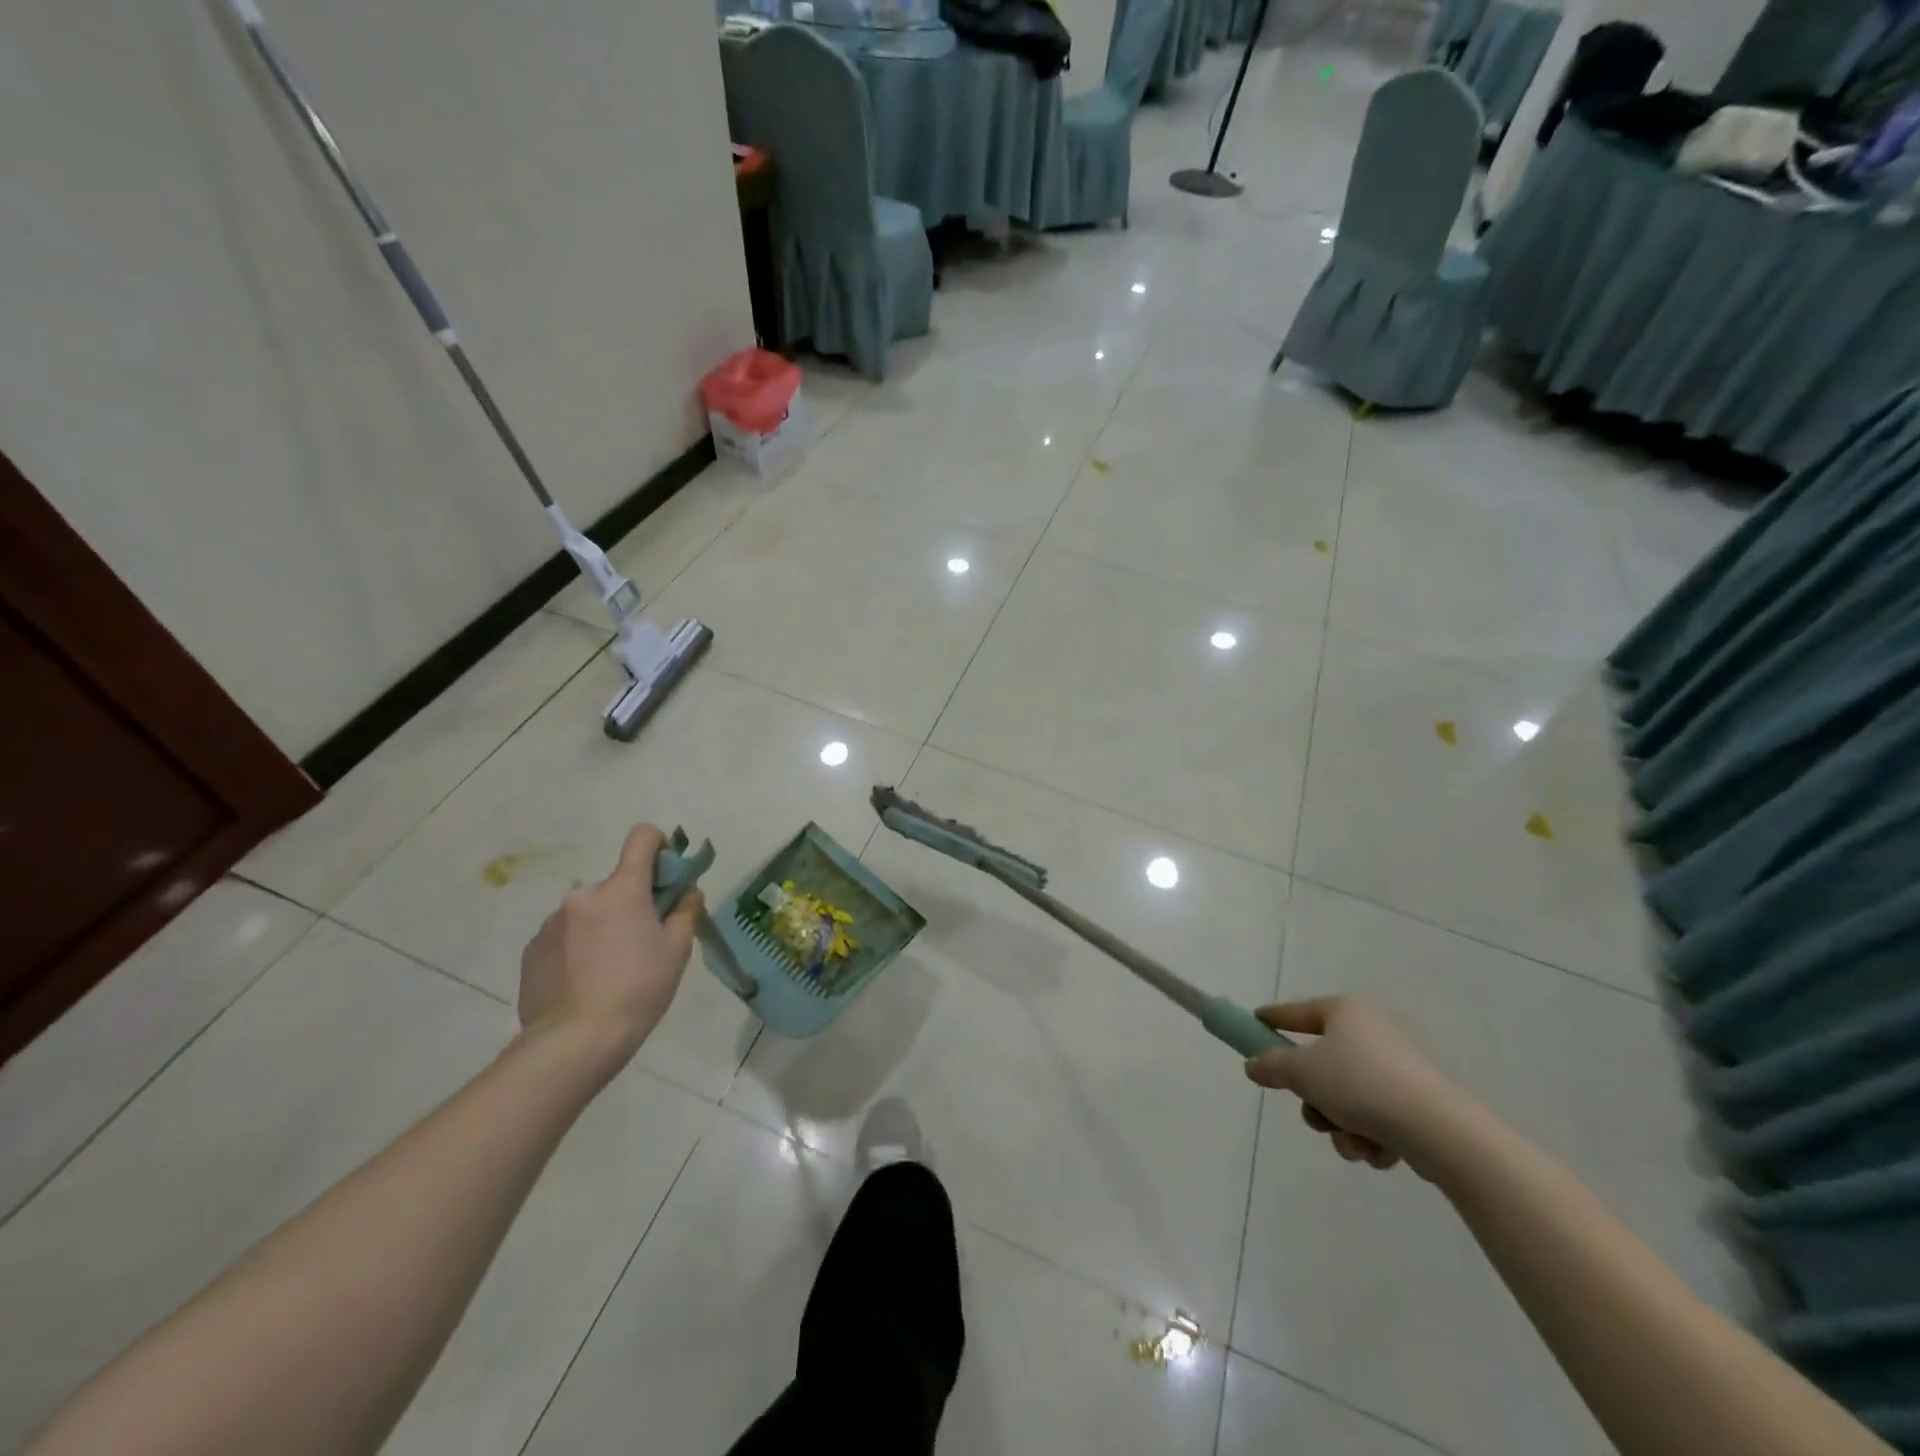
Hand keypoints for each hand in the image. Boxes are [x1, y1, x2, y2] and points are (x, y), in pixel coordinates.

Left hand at [517, 824, 702, 1058]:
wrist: (575, 1041)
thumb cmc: (638, 989)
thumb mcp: (677, 951)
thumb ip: (685, 912)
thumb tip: (687, 893)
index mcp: (622, 889)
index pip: (642, 838)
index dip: (659, 845)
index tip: (666, 873)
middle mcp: (583, 896)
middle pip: (616, 885)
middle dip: (631, 903)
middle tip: (642, 942)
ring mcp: (552, 922)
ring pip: (589, 913)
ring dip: (602, 927)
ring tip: (609, 971)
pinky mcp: (532, 950)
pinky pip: (564, 937)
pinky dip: (577, 949)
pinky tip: (583, 983)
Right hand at [1243, 997, 1471, 1176]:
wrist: (1440, 1131)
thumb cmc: (1361, 1086)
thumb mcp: (1302, 1073)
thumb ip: (1271, 1065)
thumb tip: (1253, 1064)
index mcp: (1345, 1012)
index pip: (1297, 1012)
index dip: (1272, 1019)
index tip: (1254, 1023)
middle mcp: (1372, 1031)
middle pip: (1321, 1063)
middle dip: (1314, 1098)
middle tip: (1314, 1113)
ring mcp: (1398, 1068)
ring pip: (1346, 1097)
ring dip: (1340, 1124)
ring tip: (1353, 1140)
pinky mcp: (1417, 1102)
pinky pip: (1375, 1116)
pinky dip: (1370, 1136)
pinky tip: (1380, 1151)